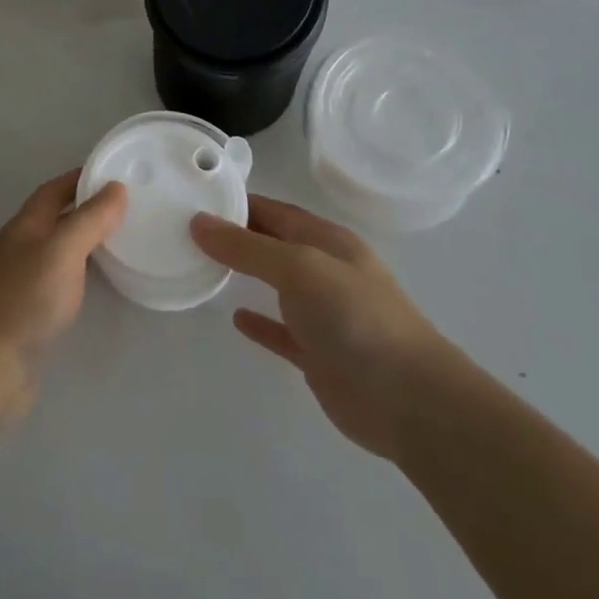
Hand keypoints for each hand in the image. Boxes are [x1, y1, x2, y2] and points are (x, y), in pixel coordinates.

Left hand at [0, 172, 125, 417]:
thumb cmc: (26, 300)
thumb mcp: (62, 250)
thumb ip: (90, 219)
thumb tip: (116, 188)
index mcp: (26, 225)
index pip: (54, 190)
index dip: (80, 178)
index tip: (114, 173)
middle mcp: (23, 247)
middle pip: (56, 217)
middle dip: (87, 207)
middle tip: (128, 207)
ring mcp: (25, 280)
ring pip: (60, 249)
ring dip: (87, 240)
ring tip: (123, 238)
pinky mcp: (33, 312)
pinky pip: (63, 279)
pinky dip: (84, 272)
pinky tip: (102, 282)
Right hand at [191, 195, 458, 458]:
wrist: (409, 400)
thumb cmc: (355, 317)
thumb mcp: (298, 268)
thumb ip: (247, 247)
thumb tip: (198, 222)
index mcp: (328, 241)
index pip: (275, 210)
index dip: (238, 203)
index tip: (196, 198)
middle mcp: (327, 271)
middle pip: (274, 244)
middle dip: (237, 235)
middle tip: (188, 230)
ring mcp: (325, 315)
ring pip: (277, 286)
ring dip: (245, 275)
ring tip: (202, 266)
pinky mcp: (320, 355)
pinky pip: (282, 331)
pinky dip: (260, 323)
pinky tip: (236, 319)